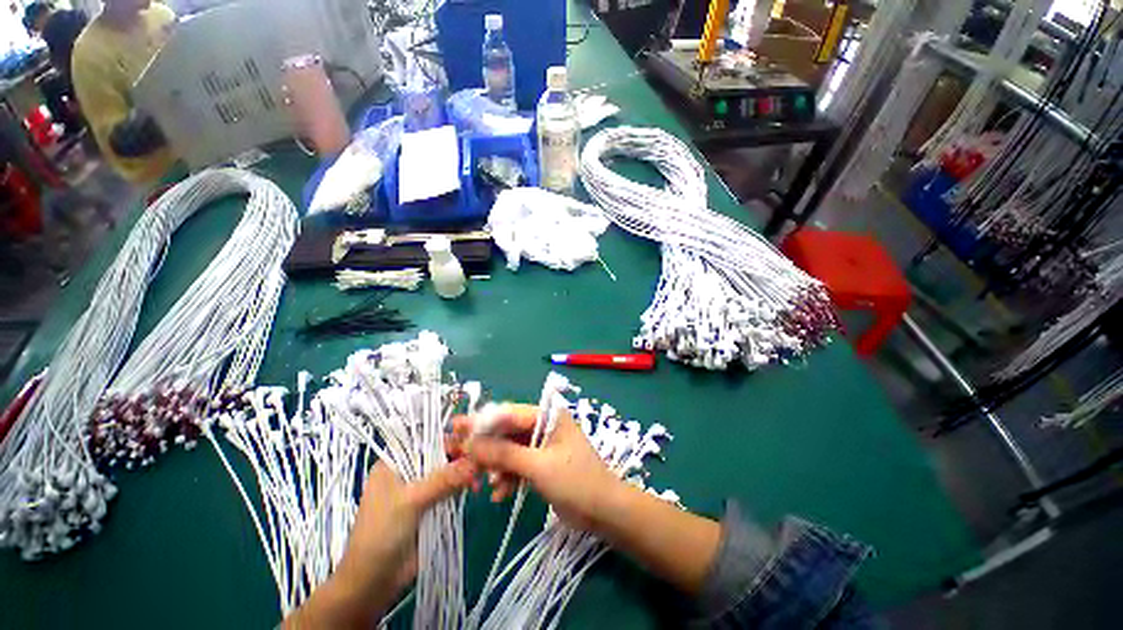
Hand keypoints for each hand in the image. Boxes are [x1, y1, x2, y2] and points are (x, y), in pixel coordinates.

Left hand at [284, 459, 476, 627]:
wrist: (373, 583)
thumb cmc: (381, 535)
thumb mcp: (410, 502)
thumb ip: (442, 480)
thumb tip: (475, 462)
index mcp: (394, 463)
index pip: (426, 441)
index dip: (449, 440)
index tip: (473, 444)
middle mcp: (408, 472)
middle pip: (440, 456)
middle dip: (460, 457)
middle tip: (481, 463)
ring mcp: (421, 490)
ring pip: (448, 473)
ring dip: (464, 473)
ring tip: (479, 480)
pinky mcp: (431, 507)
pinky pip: (451, 490)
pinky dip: (463, 488)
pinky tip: (474, 489)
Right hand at [452, 404, 623, 532]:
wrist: (604, 511)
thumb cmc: (576, 481)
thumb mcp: (538, 466)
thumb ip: (505, 453)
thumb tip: (471, 443)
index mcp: (548, 416)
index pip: (509, 414)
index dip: (482, 422)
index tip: (456, 428)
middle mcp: (544, 426)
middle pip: (507, 432)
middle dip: (485, 446)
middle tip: (457, 454)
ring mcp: (542, 446)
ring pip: (510, 450)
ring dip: (496, 466)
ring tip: (480, 482)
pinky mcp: (541, 465)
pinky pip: (518, 465)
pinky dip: (508, 478)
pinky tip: (499, 494)